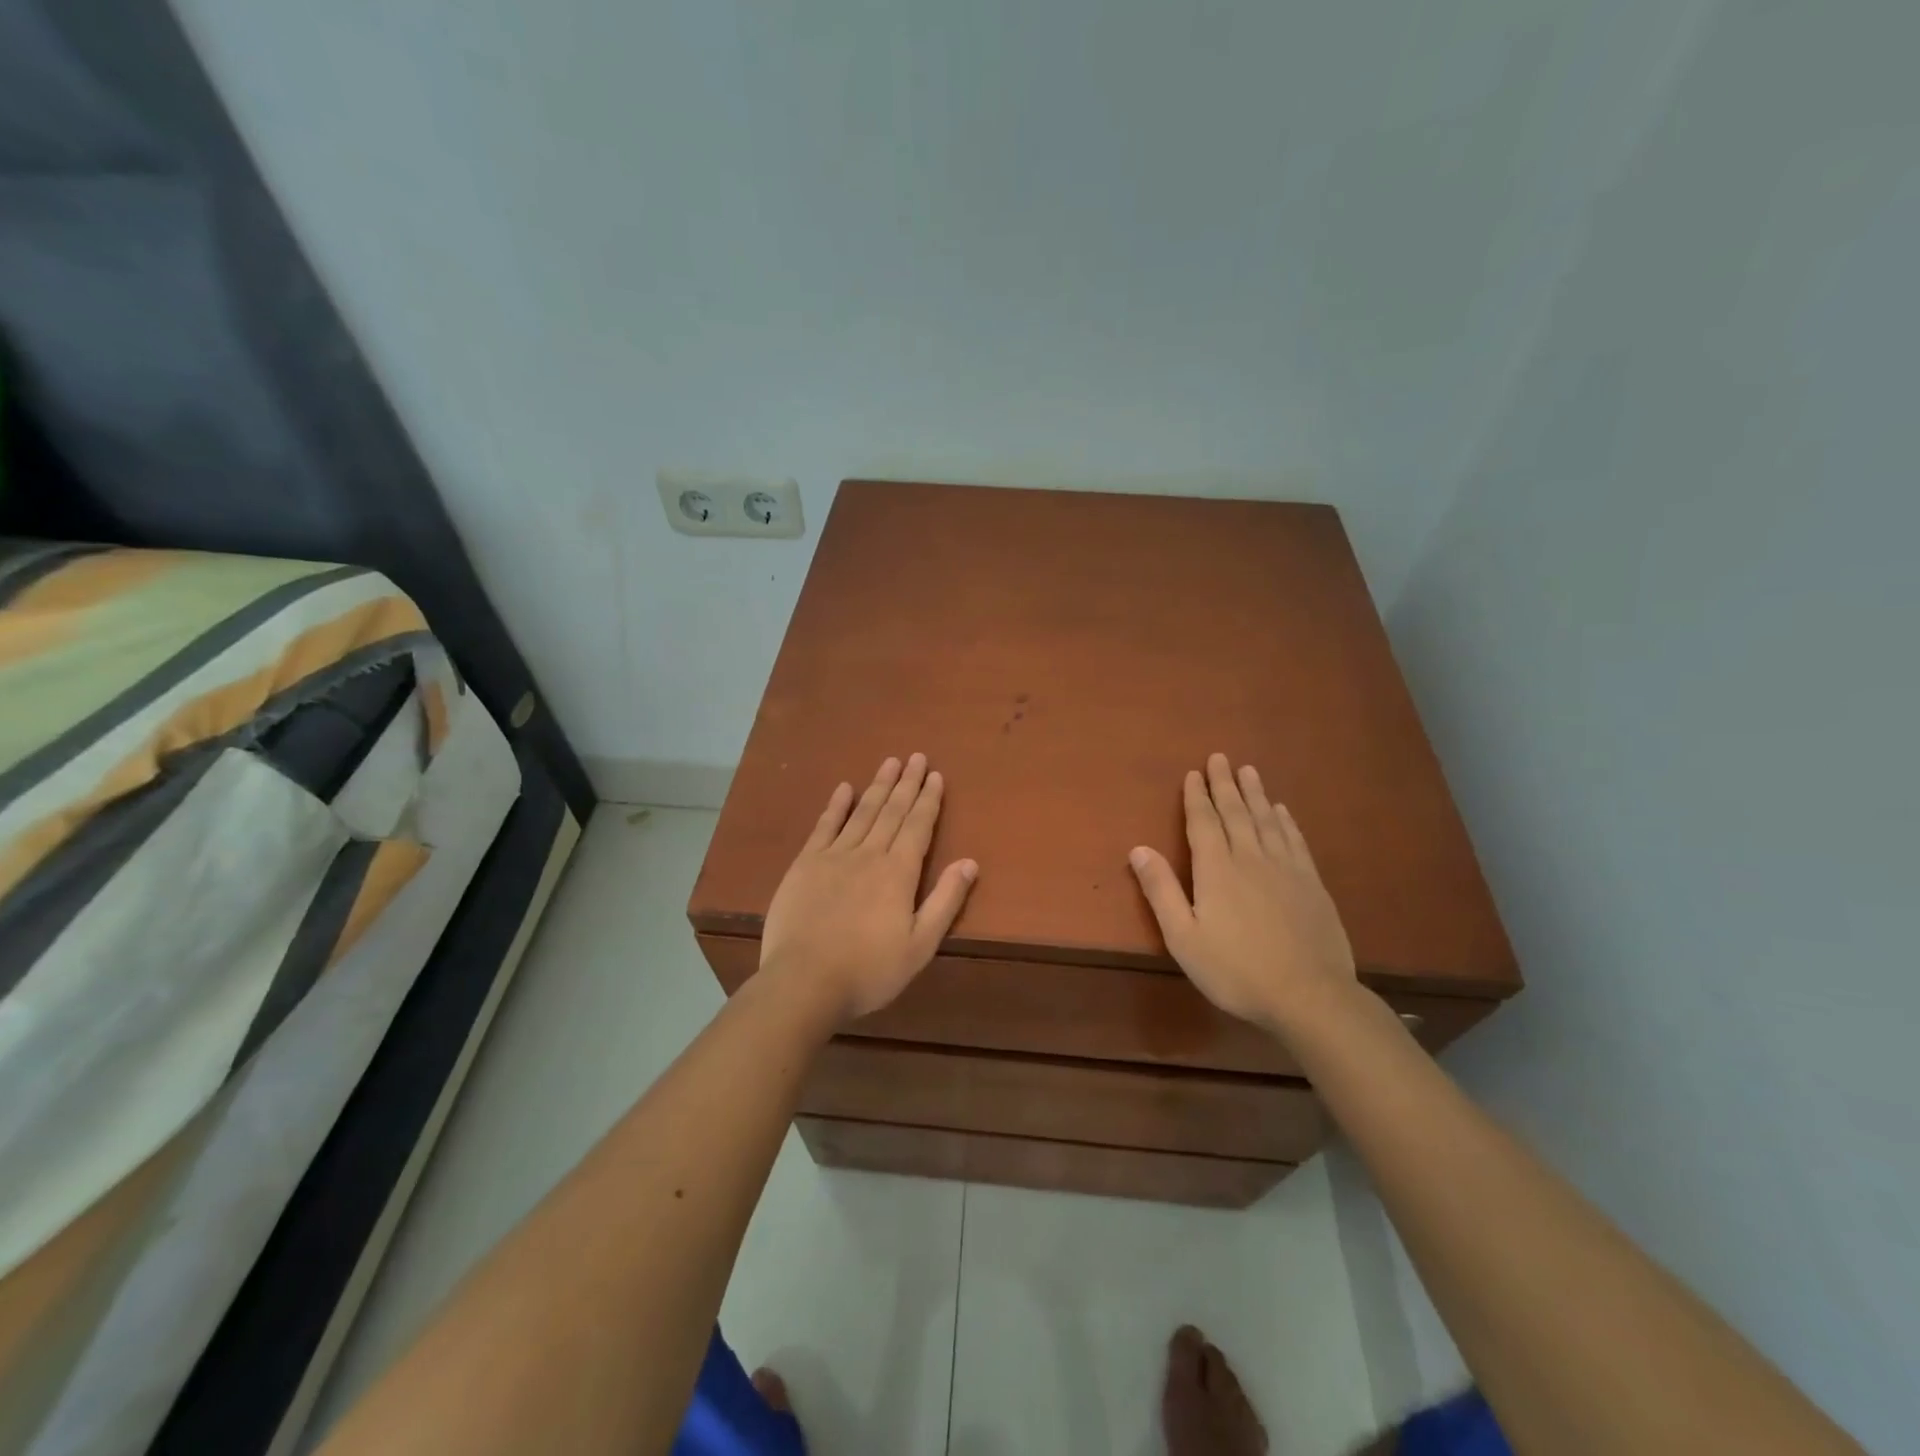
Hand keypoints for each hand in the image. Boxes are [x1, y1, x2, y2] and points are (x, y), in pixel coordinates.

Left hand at [760, 754, 978, 1023]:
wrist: (804, 981)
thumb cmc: (869, 970)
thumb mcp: (920, 945)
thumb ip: (945, 901)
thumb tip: (970, 863)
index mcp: (899, 872)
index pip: (918, 826)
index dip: (928, 800)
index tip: (935, 775)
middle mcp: (869, 854)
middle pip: (892, 811)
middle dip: (906, 783)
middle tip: (916, 756)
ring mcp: (834, 856)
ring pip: (862, 812)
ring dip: (878, 786)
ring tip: (889, 763)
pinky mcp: (805, 864)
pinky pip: (824, 826)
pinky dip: (836, 806)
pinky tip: (844, 789)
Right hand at [1128, 753, 1355, 1035]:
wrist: (1310, 996)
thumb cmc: (1236, 970)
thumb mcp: (1183, 937)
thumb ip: (1161, 890)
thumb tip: (1139, 848)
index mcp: (1216, 869)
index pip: (1203, 823)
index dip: (1197, 797)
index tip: (1194, 773)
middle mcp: (1251, 858)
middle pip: (1235, 813)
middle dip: (1225, 784)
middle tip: (1220, 758)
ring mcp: (1286, 869)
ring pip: (1266, 820)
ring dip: (1255, 794)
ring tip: (1249, 771)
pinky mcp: (1312, 883)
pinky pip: (1295, 840)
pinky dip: (1285, 821)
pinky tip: (1281, 811)